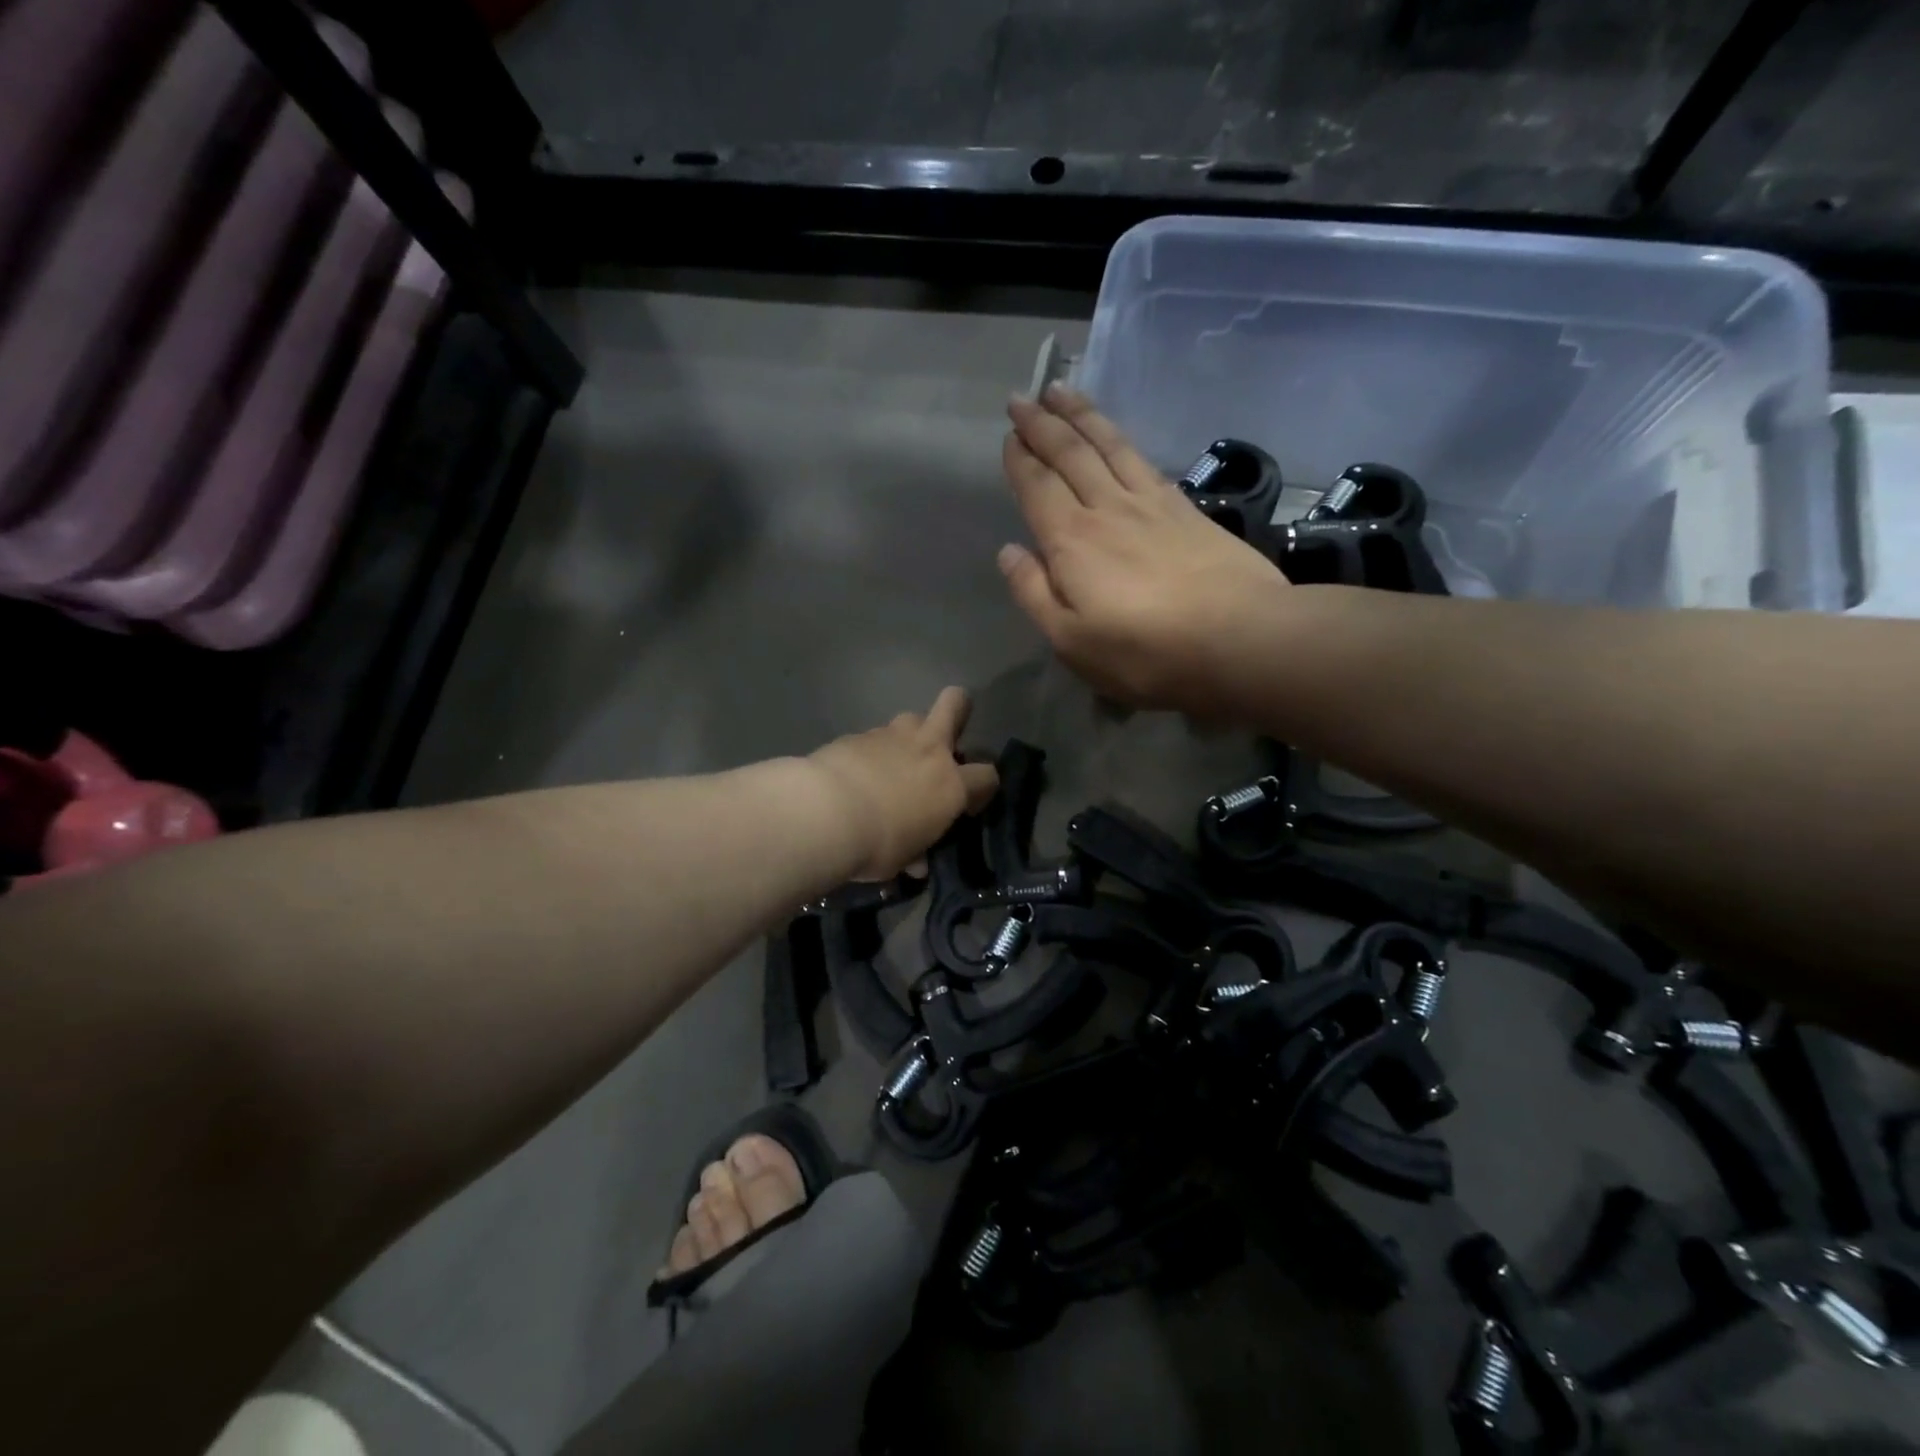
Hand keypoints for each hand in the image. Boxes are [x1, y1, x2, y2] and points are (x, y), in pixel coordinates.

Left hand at [808, 688, 999, 879]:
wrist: (824, 813)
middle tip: (946, 735)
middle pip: (955, 704)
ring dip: (910, 735)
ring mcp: (892, 736)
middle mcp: (928, 751)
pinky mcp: (858, 734)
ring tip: (894, 760)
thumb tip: (916, 863)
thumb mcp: (900, 859)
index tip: (968, 804)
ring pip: (912, 717)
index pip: (987, 776)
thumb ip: (914, 853)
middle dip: (958, 709)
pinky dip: (871, 751)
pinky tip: (856, 771)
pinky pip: (874, 736)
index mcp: (950, 785)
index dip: (983, 788)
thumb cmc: (875, 844)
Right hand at [998, 384, 1290, 716]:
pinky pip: (1144, 461)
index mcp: (1072, 540)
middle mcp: (1107, 508)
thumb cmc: (1144, 652)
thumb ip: (1034, 593)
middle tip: (1023, 399)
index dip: (1020, 459)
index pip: (1038, 487)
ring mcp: (1151, 504)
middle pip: (1071, 454)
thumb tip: (1009, 552)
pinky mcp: (1187, 510)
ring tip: (1063, 392)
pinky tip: (1118, 437)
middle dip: (1043, 424)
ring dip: (1082, 416)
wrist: (1238, 638)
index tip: (1008, 434)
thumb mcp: (1070, 640)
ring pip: (1109, 446)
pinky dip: (1123, 440)